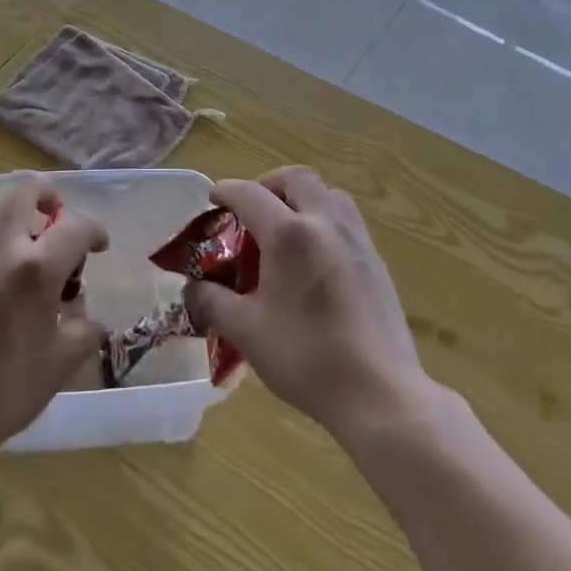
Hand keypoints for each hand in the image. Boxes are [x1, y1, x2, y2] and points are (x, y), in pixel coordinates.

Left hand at [0, 174, 107, 462]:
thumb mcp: (59, 365)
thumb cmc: (2, 393)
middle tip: (56, 222)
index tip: (98, 247)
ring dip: (17, 213)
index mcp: (34, 268)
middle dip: (48, 196)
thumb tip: (87, 317)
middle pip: (24, 188)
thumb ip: (83, 331)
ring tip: (26, 246)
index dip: (94, 231)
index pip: (76, 225)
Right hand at [184, 167, 430, 443]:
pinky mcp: (375, 259)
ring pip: (327, 193)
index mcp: (289, 234)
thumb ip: (212, 302)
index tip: (213, 199)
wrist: (379, 392)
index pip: (249, 193)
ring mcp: (356, 238)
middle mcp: (324, 222)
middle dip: (267, 184)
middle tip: (251, 210)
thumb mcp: (246, 331)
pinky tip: (315, 258)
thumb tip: (192, 288)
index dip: (225, 191)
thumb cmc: (306, 358)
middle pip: (295, 178)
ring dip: (301, 197)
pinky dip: (324, 219)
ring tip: (285, 228)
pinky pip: (346, 218)